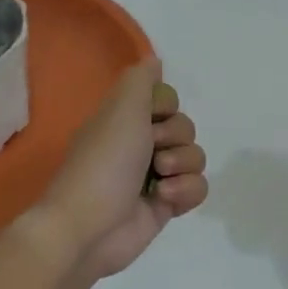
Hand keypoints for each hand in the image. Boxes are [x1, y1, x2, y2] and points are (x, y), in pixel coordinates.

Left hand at [34, 57, 208, 283]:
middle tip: (152, 151)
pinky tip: (164, 199)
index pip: (167, 98)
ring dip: (182, 165)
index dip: (165, 106)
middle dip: (175, 138)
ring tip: (158, 179)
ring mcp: (155, 175)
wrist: (90, 227)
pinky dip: (186, 191)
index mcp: (125, 118)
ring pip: (195, 156)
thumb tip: (154, 61)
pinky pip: (197, 187)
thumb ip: (141, 80)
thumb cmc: (104, 162)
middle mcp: (141, 143)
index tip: (151, 116)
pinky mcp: (166, 205)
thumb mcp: (121, 108)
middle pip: (185, 126)